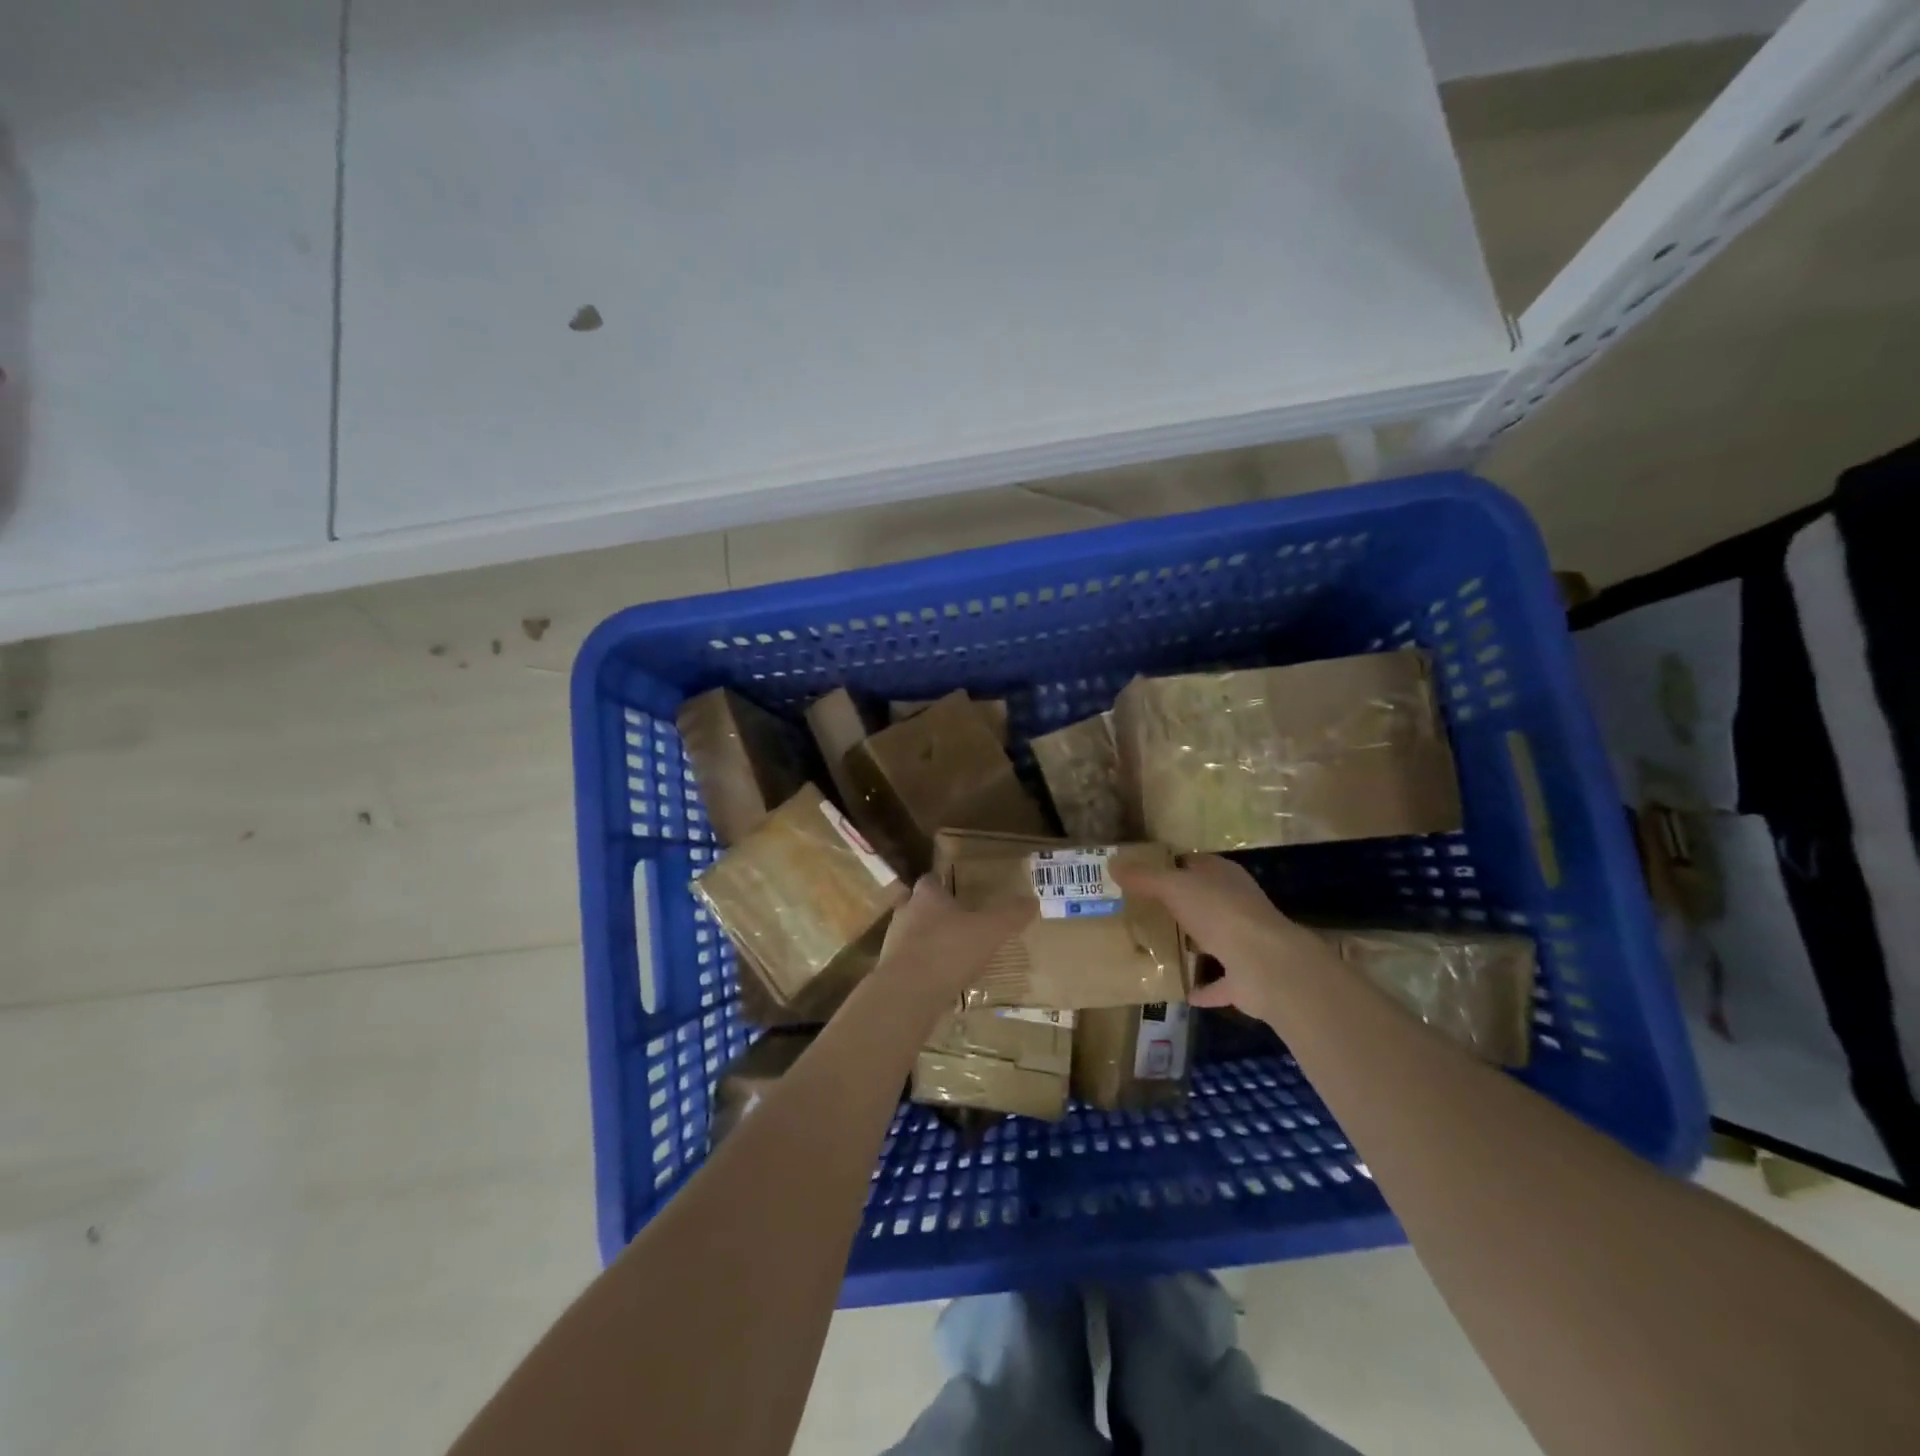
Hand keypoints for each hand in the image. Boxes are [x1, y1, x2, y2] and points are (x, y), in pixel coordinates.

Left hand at [877, 877, 1033, 1005]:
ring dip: (926, 940)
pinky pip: (908, 962)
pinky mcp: (890, 970)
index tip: (957, 890)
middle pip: (916, 905)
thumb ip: (1010, 915)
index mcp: (927, 896)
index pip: (931, 879)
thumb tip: (1032, 901)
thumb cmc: (950, 950)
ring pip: (910, 934)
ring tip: (950, 953)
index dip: (943, 883)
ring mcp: (893, 942)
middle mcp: (906, 913)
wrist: (908, 993)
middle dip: (933, 911)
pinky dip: (922, 966)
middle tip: (955, 921)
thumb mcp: (990, 931)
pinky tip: (940, 979)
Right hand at [1114, 855, 1328, 1020]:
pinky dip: (1202, 986)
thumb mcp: (1174, 887)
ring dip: (1189, 945)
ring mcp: (1243, 942)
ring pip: (1210, 939)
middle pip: (1200, 901)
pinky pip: (1218, 982)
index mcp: (1222, 876)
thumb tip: (1112, 863)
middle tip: (1136, 913)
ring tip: (1153, 949)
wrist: (1266, 965)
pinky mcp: (1245, 978)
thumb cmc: (1220, 913)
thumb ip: (1144, 877)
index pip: (1191, 863)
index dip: (1166, 866)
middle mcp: (1236, 904)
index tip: (1136, 877)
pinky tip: (1178, 990)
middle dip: (1174, 906)